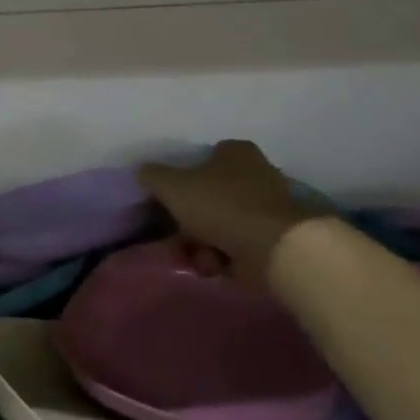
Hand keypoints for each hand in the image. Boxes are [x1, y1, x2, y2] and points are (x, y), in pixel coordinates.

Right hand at [139, 141, 321, 283]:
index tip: (171, 201)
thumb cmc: (220, 206)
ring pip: (221, 223)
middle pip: (210, 196)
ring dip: (204, 243)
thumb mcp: (171, 186)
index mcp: (235, 153)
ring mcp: (268, 207)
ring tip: (197, 257)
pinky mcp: (275, 237)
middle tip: (179, 237)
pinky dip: (224, 256)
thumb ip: (152, 175)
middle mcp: (256, 173)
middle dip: (191, 221)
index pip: (203, 159)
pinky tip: (215, 266)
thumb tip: (144, 172)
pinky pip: (239, 244)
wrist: (273, 248)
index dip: (183, 180)